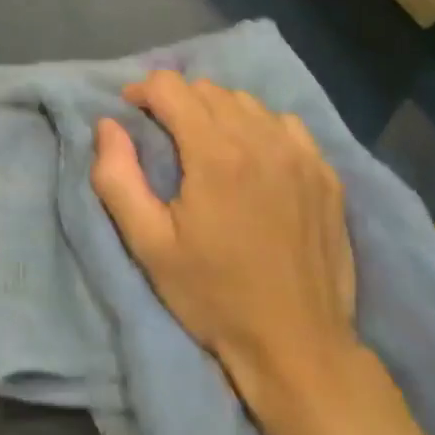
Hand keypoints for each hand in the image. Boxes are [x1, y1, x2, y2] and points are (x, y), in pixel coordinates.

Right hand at [91, 71, 360, 406]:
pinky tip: (251, 158)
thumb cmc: (214, 296)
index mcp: (216, 153)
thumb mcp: (148, 244)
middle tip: (162, 136)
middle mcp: (261, 140)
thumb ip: (117, 177)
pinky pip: (284, 124)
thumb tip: (108, 124)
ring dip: (215, 111)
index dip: (141, 91)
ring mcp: (301, 154)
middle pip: (207, 88)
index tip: (130, 115)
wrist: (298, 347)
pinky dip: (258, 127)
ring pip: (245, 101)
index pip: (170, 86)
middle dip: (176, 101)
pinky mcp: (327, 174)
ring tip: (204, 145)